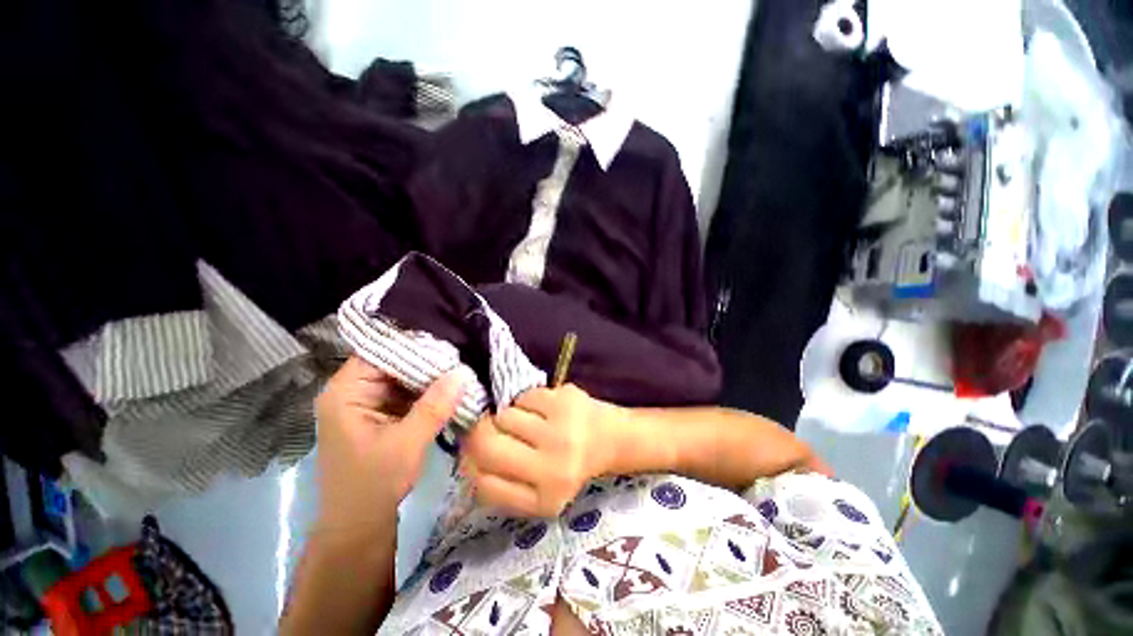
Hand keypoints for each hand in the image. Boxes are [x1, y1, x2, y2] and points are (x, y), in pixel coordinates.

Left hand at [314, 357, 466, 532]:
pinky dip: (428, 389)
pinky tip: (451, 384)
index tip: (449, 339)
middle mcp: (354, 391)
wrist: (360, 526)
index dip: (414, 342)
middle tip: (462, 351)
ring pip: (404, 376)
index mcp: (346, 392)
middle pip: (394, 361)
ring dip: (431, 374)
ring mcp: (368, 402)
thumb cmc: (373, 485)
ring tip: (462, 363)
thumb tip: (464, 372)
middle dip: (428, 359)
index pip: (381, 350)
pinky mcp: (382, 414)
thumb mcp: (407, 443)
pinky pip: (408, 392)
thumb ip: (435, 406)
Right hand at [461, 384, 620, 517]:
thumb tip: (465, 456)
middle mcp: (553, 469)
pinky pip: (524, 396)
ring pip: (504, 416)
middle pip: (488, 445)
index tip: (474, 450)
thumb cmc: (569, 465)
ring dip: (508, 415)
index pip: (484, 484)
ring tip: (526, 421)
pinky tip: (543, 408)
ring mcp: (561, 432)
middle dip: (480, 431)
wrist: (610, 438)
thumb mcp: (537, 490)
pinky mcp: (565, 402)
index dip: (471, 463)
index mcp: (543, 501)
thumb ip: (503, 484)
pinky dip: (526, 401)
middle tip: (488, 425)